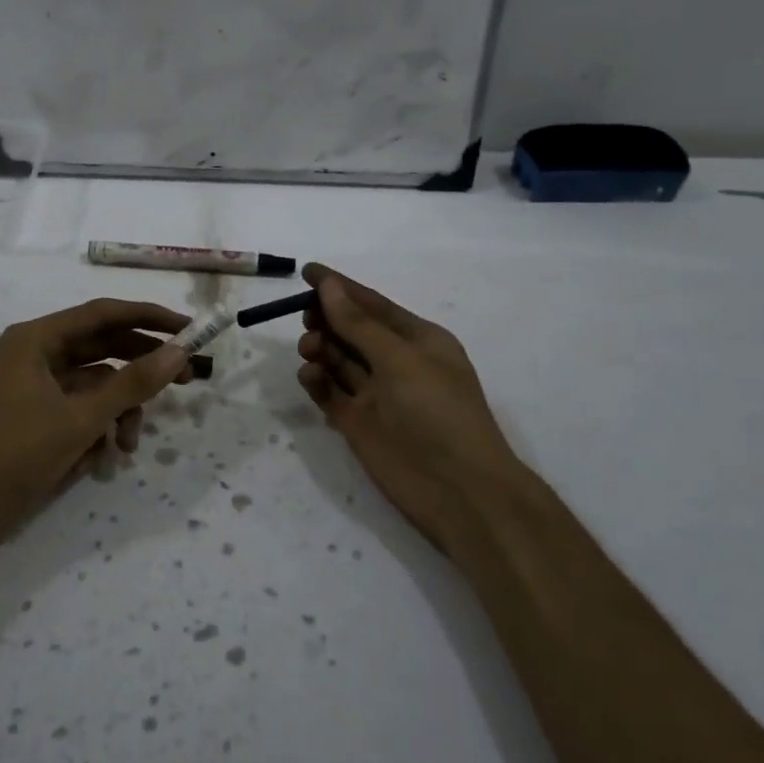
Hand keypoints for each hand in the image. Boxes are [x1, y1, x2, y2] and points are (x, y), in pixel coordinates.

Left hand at [0, 299, 192, 559]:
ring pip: (96, 386)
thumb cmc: (13, 454)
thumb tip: (180, 352)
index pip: (104, 314)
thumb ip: (132, 384)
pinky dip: (96, 431)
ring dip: (119, 412)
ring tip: (128, 445)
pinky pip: (80, 412)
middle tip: (187, 379)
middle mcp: (37, 355)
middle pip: (103, 349)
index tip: (189, 329)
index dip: (149, 318)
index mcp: (38, 339)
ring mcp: (36, 388)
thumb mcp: (80, 419)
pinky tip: (101, 461)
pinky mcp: (37, 419)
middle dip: (142, 369)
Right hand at [296, 264, 521, 552]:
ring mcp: (376, 394)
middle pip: (351, 330)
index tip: (305, 272)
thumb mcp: (400, 359)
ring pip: (337, 359)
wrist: (458, 490)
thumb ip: (358, 324)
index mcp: (418, 340)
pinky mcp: (358, 422)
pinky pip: (329, 392)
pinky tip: (310, 376)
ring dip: (320, 348)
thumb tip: (328, 286)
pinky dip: (316, 381)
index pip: (372, 304)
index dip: (340, 287)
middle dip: (327, 320)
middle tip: (305, 318)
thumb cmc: (437, 412)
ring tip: (310, 350)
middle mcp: (396, 363)